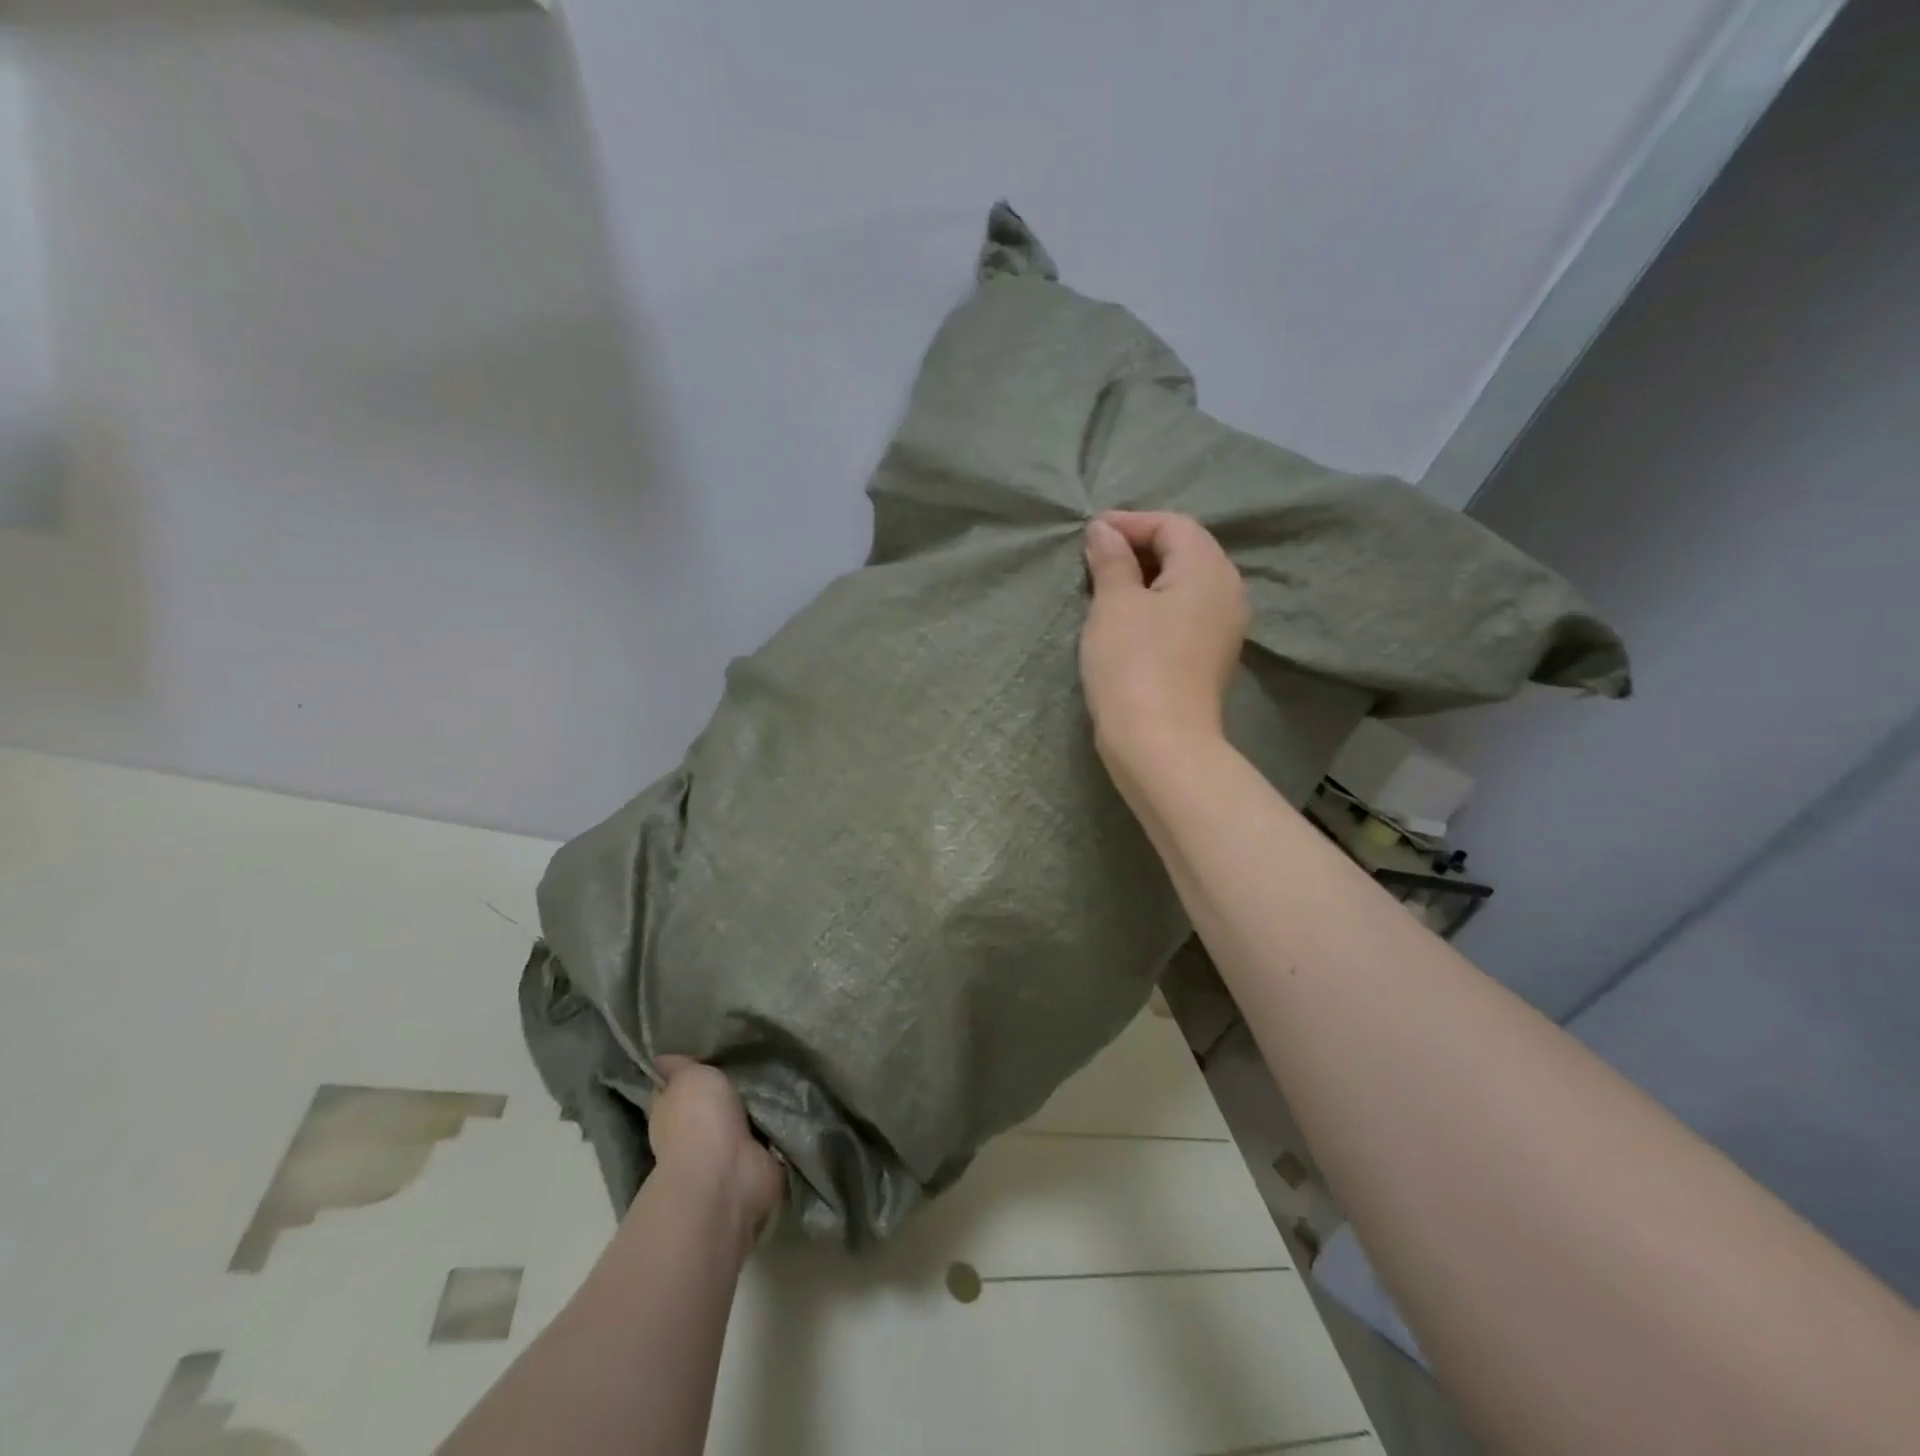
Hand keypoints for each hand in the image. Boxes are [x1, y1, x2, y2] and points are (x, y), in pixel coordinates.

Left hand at [646, 1057, 783, 1237]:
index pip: (681, 1085)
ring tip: (789, 1065)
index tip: (717, 1045)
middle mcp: (698, 1131)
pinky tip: (799, 1094)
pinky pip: (775, 1131)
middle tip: (763, 1049)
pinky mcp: (760, 1160)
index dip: (694, 1068)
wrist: (726, 1175)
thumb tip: (661, 1058)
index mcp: (673, 1111)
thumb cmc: (699, 1120)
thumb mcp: (688, 1078)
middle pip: (719, 1099)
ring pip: (749, 1114)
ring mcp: (730, 1150)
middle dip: (737, 1082)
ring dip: (764, 1100)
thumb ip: (680, 1066)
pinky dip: (785, 1119)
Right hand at [1080, 511, 1248, 774]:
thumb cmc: (1133, 664)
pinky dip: (1157, 604)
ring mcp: (1224, 627)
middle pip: (1186, 551)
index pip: (1173, 526)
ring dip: (1146, 578)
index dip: (1131, 522)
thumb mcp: (1114, 604)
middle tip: (1095, 556)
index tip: (1090, 532)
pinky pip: (1185, 613)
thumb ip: (1111, 560)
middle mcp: (1228, 592)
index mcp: (1209, 569)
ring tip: (1105, 586)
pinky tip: (1127, 618)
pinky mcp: (1211, 656)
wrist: (1159, 744)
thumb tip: (1104, 530)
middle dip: (1140, 547)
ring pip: (1185, 584)